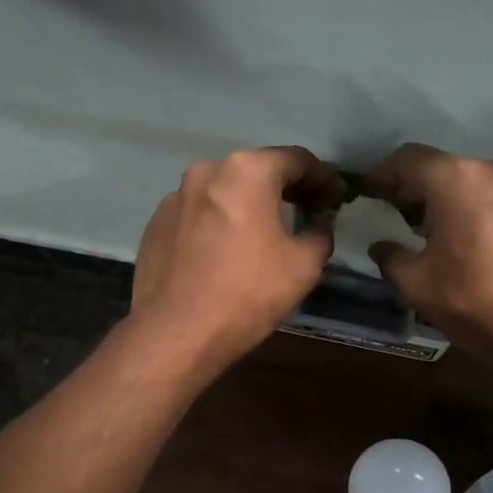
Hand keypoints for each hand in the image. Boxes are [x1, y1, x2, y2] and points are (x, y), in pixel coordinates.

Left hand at [132, 147, 346, 368]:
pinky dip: (218, 224)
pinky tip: (226, 252)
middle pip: (257, 171)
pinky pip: (198, 215)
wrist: (176, 332)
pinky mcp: (155, 224)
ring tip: (265, 233)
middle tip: (308, 211)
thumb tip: (320, 221)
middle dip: (286, 188)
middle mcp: (207, 172)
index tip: (337, 199)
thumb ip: (320, 232)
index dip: (324, 178)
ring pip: (223, 193)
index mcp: (247, 171)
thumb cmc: (247, 293)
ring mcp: (174, 197)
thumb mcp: (303, 265)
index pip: (297, 160)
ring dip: (248, 205)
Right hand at [362, 144, 492, 364]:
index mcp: (457, 180)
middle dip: (419, 190)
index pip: (408, 159)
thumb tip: (382, 246)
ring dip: (455, 203)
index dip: (383, 174)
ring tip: (443, 236)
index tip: (370, 193)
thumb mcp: (418, 286)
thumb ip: (392, 258)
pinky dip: (486, 215)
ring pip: (479, 185)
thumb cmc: (479, 304)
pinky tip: (483, 250)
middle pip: (446, 169)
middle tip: (401, 217)